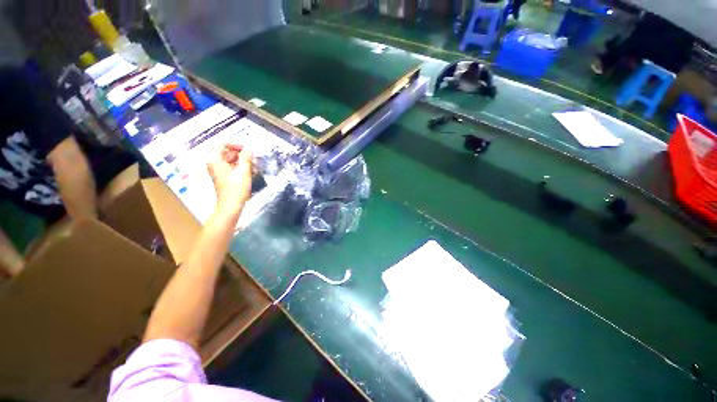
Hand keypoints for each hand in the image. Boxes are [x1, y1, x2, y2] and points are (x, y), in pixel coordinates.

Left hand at [207, 144, 253, 214]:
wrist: (231, 205)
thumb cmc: (236, 188)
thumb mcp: (244, 171)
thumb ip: (246, 158)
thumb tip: (249, 149)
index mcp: (215, 160)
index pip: (220, 144)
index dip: (233, 144)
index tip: (245, 149)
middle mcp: (214, 164)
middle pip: (224, 151)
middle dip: (239, 152)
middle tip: (251, 156)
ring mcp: (218, 171)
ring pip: (228, 159)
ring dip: (240, 159)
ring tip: (252, 163)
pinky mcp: (223, 177)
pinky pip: (230, 166)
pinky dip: (239, 166)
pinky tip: (249, 170)